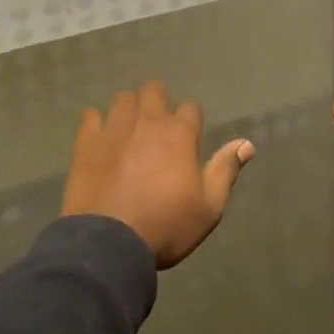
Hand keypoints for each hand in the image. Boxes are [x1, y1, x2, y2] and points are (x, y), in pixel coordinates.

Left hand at [61, 81, 254, 267]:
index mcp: (179, 133)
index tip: (188, 143)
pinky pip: (91, 115)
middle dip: (158, 103)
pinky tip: (100, 138)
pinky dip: (97, 122)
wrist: (109, 242)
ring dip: (129, 109)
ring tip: (129, 130)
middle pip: (154, 91)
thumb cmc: (165, 226)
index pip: (191, 109)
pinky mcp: (87, 140)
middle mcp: (148, 120)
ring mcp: (114, 127)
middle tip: (157, 130)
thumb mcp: (208, 208)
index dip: (191, 123)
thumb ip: (225, 171)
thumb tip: (246, 143)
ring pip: (123, 98)